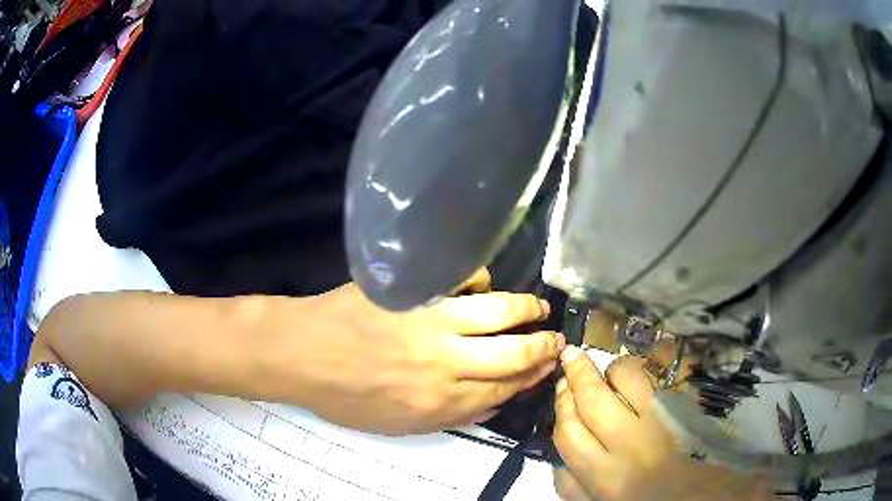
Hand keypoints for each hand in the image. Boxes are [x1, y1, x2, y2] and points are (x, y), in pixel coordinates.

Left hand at [259, 269, 563, 434]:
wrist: (302, 354)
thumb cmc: (345, 397)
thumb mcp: (398, 425)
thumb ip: (450, 417)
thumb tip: (492, 403)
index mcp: (442, 402)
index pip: (505, 389)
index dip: (531, 378)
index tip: (547, 368)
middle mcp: (447, 363)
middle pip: (514, 354)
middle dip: (543, 347)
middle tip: (556, 340)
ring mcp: (433, 322)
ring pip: (500, 314)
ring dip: (528, 310)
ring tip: (539, 309)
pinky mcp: (416, 291)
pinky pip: (464, 279)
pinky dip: (481, 280)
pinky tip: (484, 286)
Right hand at [552, 345, 775, 500]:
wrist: (693, 495)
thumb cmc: (641, 500)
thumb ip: (572, 487)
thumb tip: (556, 462)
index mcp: (604, 475)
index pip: (569, 433)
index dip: (561, 406)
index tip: (561, 389)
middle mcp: (628, 445)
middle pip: (593, 400)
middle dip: (578, 374)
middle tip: (571, 356)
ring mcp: (658, 422)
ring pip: (626, 379)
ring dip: (612, 368)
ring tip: (608, 370)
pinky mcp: (680, 409)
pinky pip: (656, 378)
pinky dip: (640, 370)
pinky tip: (634, 373)